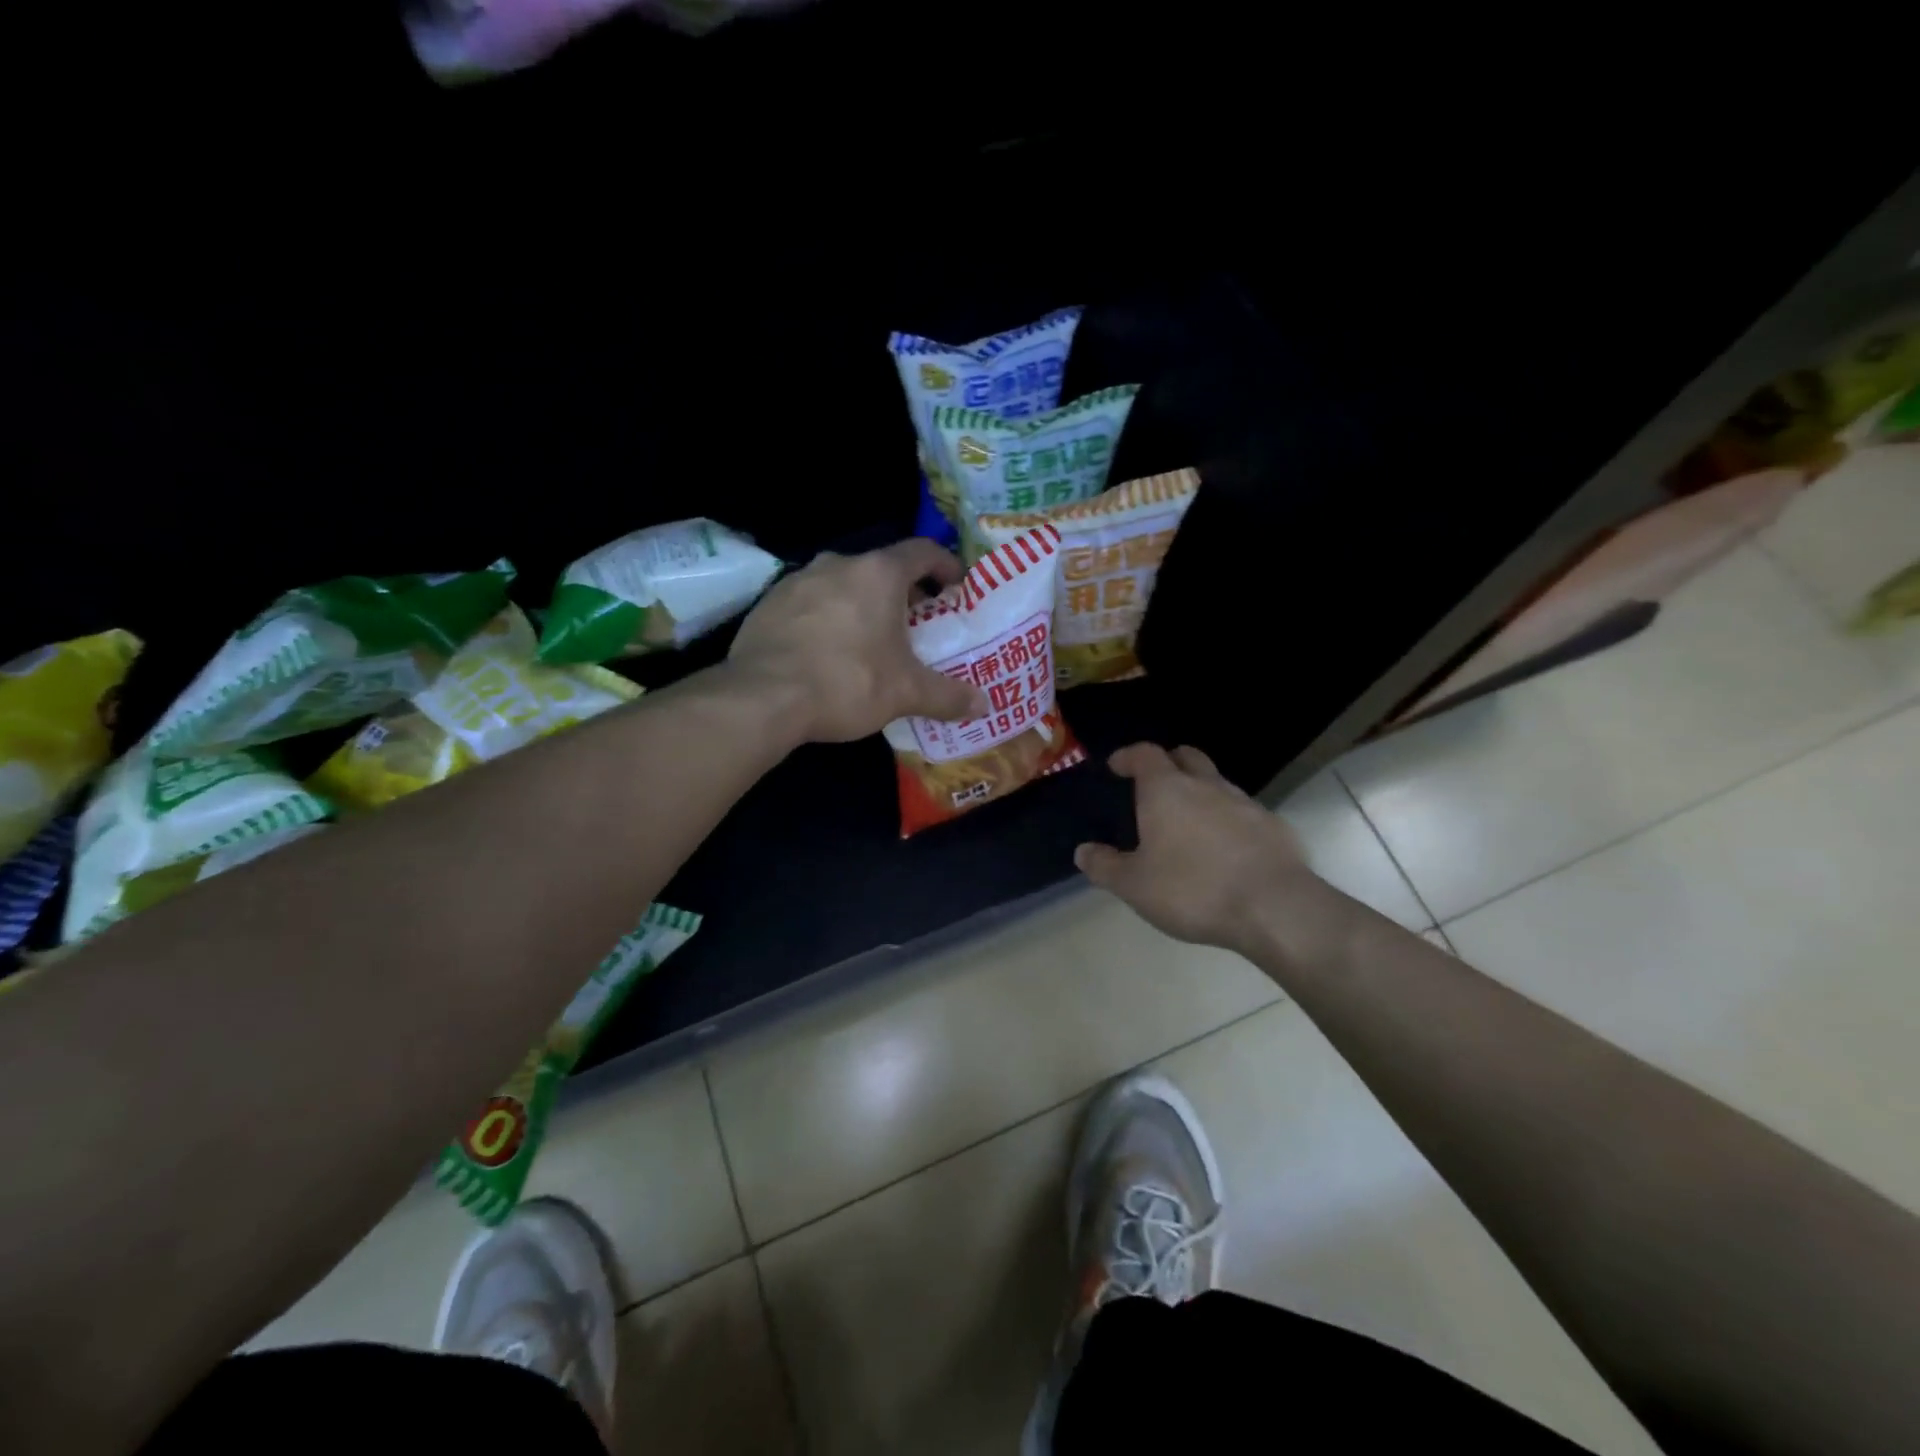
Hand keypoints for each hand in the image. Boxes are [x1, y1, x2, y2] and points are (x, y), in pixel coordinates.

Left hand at [728, 540, 990, 743]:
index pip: (922, 551)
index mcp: (878, 573)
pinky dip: (828, 617)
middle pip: (881, 568)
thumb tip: (985, 705)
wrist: (763, 697)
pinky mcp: (768, 603)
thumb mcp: (905, 693)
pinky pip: (810, 602)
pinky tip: (828, 650)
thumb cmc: (846, 683)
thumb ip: (948, 696)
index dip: (944, 565)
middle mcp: (838, 564)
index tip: (956, 587)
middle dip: (903, 592)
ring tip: (872, 638)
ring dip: (862, 603)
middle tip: (917, 622)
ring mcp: (797, 580)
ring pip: (843, 583)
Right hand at [1075, 744, 1316, 955]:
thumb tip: (1083, 852)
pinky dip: (1228, 820)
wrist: (1274, 907)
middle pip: (1186, 757)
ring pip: (1217, 783)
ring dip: (1200, 792)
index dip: (1128, 756)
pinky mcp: (1274, 827)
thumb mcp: (1134, 885)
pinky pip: (1243, 812)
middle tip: (1154, 784)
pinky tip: (1224, 849)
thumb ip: (1105, 866)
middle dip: (1168, 763)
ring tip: (1188, 822)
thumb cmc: (1193, 889)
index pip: (1144, 754)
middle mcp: (1206, 785)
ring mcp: (1244, 803)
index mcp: (1166, 790)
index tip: (1116, 766)